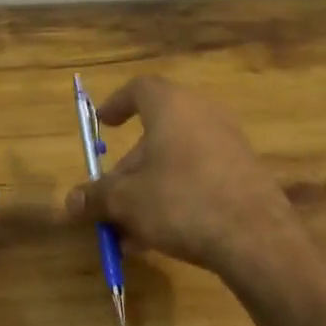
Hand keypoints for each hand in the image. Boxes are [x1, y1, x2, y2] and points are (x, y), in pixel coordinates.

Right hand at [64, 76, 318, 296]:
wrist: (256, 237)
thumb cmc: (181, 201)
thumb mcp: (127, 201)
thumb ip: (96, 197)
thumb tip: (70, 202)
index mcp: (171, 106)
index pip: (140, 88)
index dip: (117, 104)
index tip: (103, 124)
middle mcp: (202, 114)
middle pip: (156, 132)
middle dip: (129, 167)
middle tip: (111, 198)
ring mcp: (229, 142)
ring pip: (176, 160)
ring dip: (149, 188)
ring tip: (130, 230)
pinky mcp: (245, 172)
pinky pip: (200, 176)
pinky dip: (177, 196)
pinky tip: (162, 236)